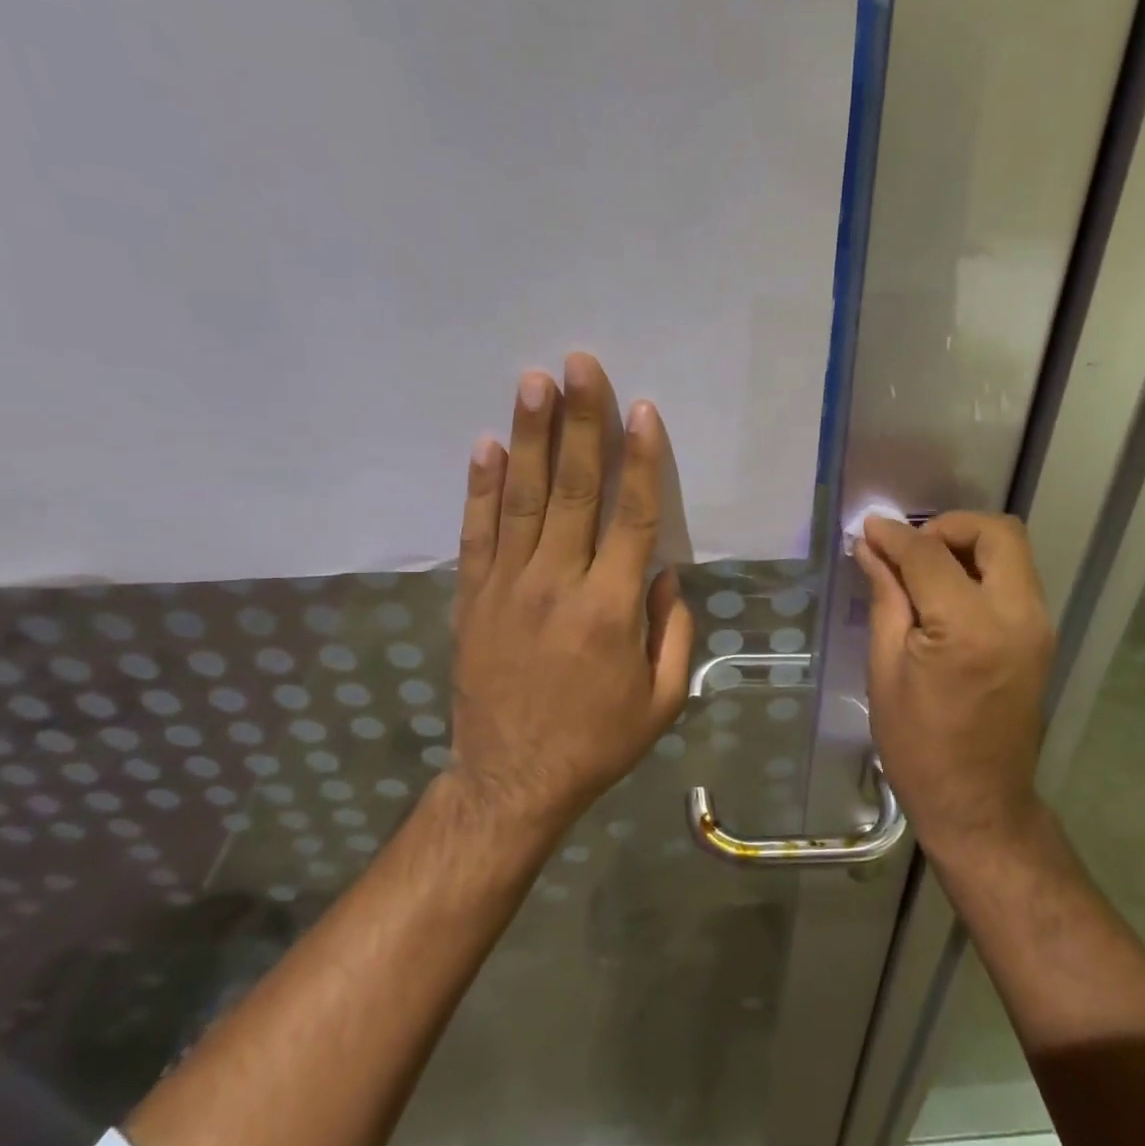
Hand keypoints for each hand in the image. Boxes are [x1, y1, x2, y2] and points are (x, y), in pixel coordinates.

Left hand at [449, 353, 694, 835]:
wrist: (511, 780)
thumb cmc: (596, 742)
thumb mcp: (661, 700)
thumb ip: (672, 632)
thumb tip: (666, 574)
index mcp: (611, 609)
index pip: (631, 518)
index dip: (640, 461)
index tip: (642, 410)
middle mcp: (558, 584)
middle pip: (573, 489)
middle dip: (581, 422)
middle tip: (580, 365)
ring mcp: (508, 587)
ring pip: (522, 498)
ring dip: (530, 436)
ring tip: (534, 382)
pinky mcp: (472, 597)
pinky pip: (477, 532)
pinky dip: (480, 487)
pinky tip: (486, 444)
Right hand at [856, 512, 1055, 856]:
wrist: (979, 804)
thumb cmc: (918, 746)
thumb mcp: (885, 671)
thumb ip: (885, 598)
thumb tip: (871, 548)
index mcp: (969, 628)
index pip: (931, 554)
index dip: (895, 536)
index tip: (869, 529)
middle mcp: (1017, 616)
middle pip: (997, 532)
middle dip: (949, 526)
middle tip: (910, 549)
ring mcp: (1038, 627)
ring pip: (1013, 551)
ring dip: (968, 545)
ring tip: (924, 569)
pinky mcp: (1041, 638)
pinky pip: (1016, 578)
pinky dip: (983, 568)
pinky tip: (947, 592)